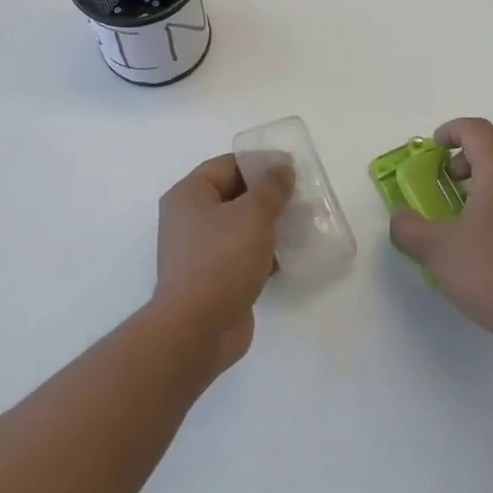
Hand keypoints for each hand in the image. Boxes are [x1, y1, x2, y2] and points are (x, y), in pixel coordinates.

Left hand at [153, 153, 294, 372]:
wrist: (197, 329)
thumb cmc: (221, 260)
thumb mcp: (253, 214)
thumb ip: (272, 187)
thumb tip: (282, 167)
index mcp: (189, 195)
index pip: (227, 165)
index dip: (259, 163)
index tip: (292, 168)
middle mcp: (188, 219)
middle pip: (234, 195)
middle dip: (268, 196)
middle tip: (302, 197)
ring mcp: (199, 252)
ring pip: (240, 227)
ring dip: (269, 226)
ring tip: (304, 224)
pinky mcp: (213, 279)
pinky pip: (242, 255)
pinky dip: (264, 253)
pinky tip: (292, 255)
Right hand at [389, 118, 492, 354]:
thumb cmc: (490, 273)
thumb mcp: (435, 251)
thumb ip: (408, 228)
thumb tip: (400, 217)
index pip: (477, 129)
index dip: (451, 131)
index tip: (432, 150)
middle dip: (471, 152)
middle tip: (449, 177)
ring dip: (489, 176)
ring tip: (465, 209)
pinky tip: (488, 237)